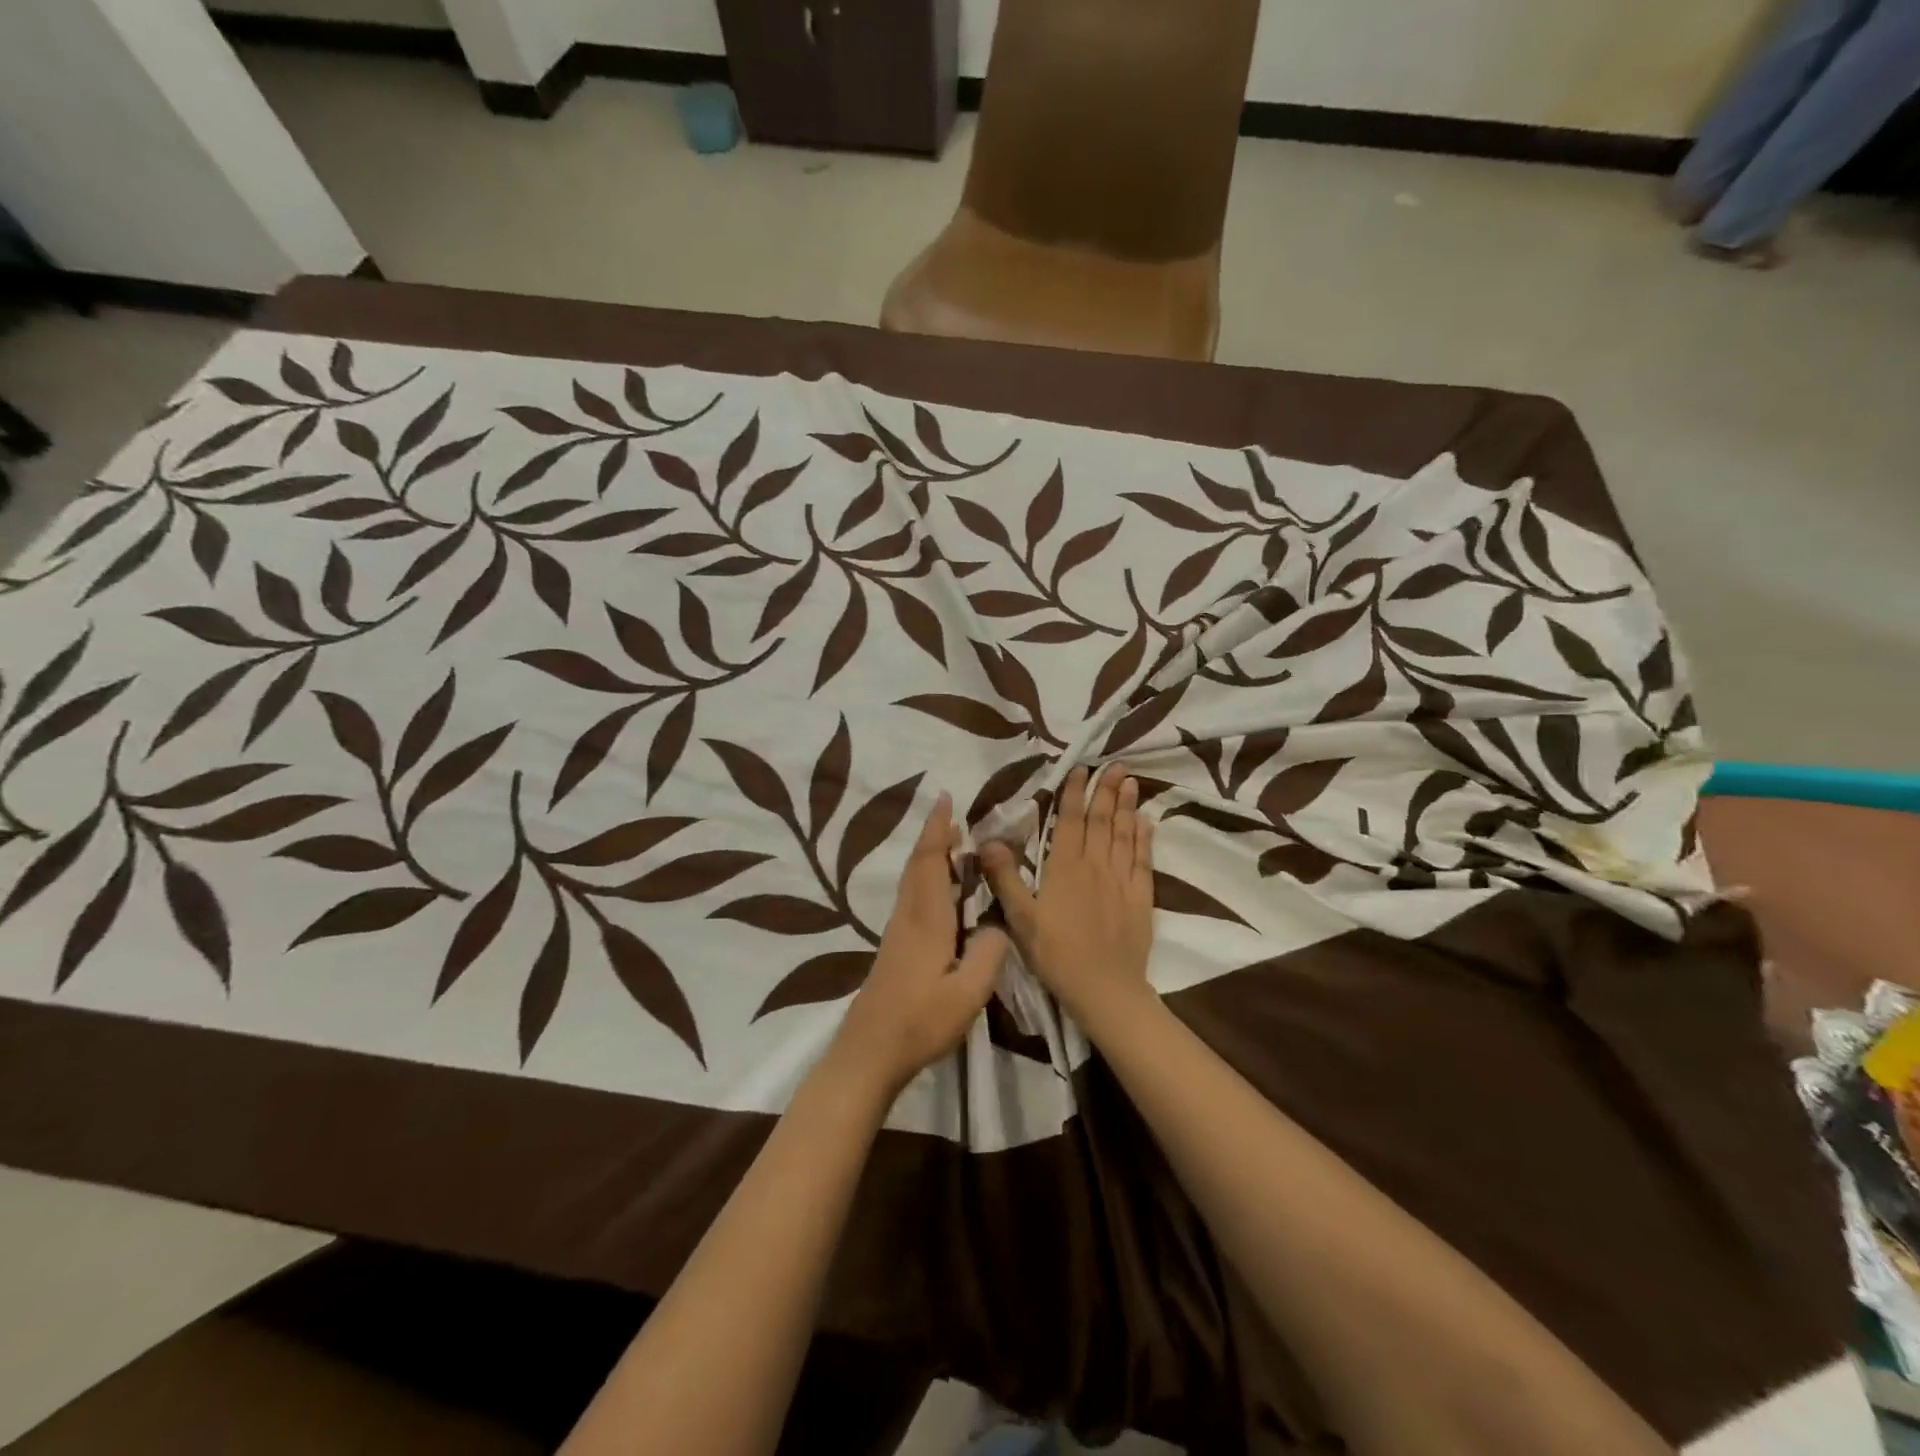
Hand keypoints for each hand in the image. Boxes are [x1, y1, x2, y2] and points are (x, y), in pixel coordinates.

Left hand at [827, 793, 1008, 1099]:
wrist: (869, 1052)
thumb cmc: (920, 1022)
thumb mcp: (968, 993)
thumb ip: (989, 953)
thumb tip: (998, 924)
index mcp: (927, 921)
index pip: (930, 862)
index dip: (937, 829)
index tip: (944, 798)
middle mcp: (908, 917)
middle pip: (917, 865)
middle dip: (932, 835)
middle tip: (951, 814)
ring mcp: (897, 933)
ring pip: (911, 880)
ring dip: (928, 855)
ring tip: (950, 844)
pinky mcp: (893, 948)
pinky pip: (910, 897)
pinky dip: (924, 878)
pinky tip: (937, 891)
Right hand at [980, 765, 1155, 1029]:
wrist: (1104, 988)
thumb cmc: (1055, 953)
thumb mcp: (1021, 918)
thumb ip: (1006, 877)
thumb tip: (988, 841)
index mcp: (1064, 868)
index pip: (1071, 821)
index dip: (1075, 793)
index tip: (1081, 769)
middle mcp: (1095, 866)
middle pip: (1102, 821)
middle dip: (1107, 790)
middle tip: (1116, 764)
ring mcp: (1121, 881)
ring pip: (1124, 835)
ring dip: (1127, 806)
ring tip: (1131, 781)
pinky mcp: (1140, 898)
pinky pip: (1143, 861)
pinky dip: (1144, 839)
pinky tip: (1146, 823)